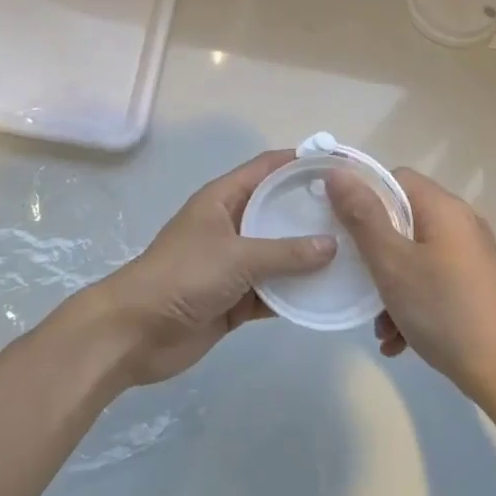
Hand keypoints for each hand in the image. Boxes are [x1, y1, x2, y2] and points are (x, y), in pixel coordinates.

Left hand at [81, 150, 335, 389]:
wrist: (136, 332)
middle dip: (312, 212)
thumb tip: (332, 244)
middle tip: (359, 216)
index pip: (267, 169)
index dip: (300, 163)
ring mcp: (233, 263)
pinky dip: (296, 293)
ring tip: (355, 254)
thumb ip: (285, 252)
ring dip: (309, 257)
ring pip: (279, 253)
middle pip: (277, 210)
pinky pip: (273, 290)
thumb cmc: (183, 276)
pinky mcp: (235, 298)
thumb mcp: (236, 257)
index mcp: (223, 199)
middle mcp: (231, 225)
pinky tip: (329, 295)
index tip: (340, 166)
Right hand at [328, 167, 495, 405]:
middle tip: (356, 277)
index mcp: (444, 208)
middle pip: (404, 219)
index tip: (342, 227)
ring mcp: (473, 258)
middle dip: (374, 250)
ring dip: (390, 284)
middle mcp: (462, 224)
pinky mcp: (477, 287)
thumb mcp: (392, 263)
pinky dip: (412, 301)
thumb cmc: (444, 311)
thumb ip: (362, 216)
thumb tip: (338, 173)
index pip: (395, 178)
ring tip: (378, 323)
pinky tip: (398, 338)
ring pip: (416, 255)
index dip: (364, 196)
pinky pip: (433, 280)